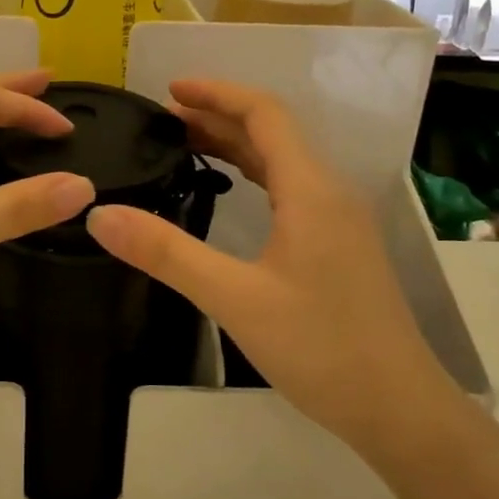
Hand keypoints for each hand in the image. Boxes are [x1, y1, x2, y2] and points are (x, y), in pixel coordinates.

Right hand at [85, 80, 457, 451]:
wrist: (398, 408)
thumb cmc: (320, 347)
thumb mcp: (234, 298)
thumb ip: (166, 253)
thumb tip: (99, 216)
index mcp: (311, 190)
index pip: (264, 114)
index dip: (217, 93)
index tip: (169, 91)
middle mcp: (329, 193)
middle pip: (272, 134)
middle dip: (218, 117)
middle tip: (162, 122)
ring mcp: (338, 221)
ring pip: (282, 163)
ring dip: (236, 146)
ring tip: (184, 146)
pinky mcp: (337, 248)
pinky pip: (290, 192)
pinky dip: (253, 177)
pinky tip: (229, 195)